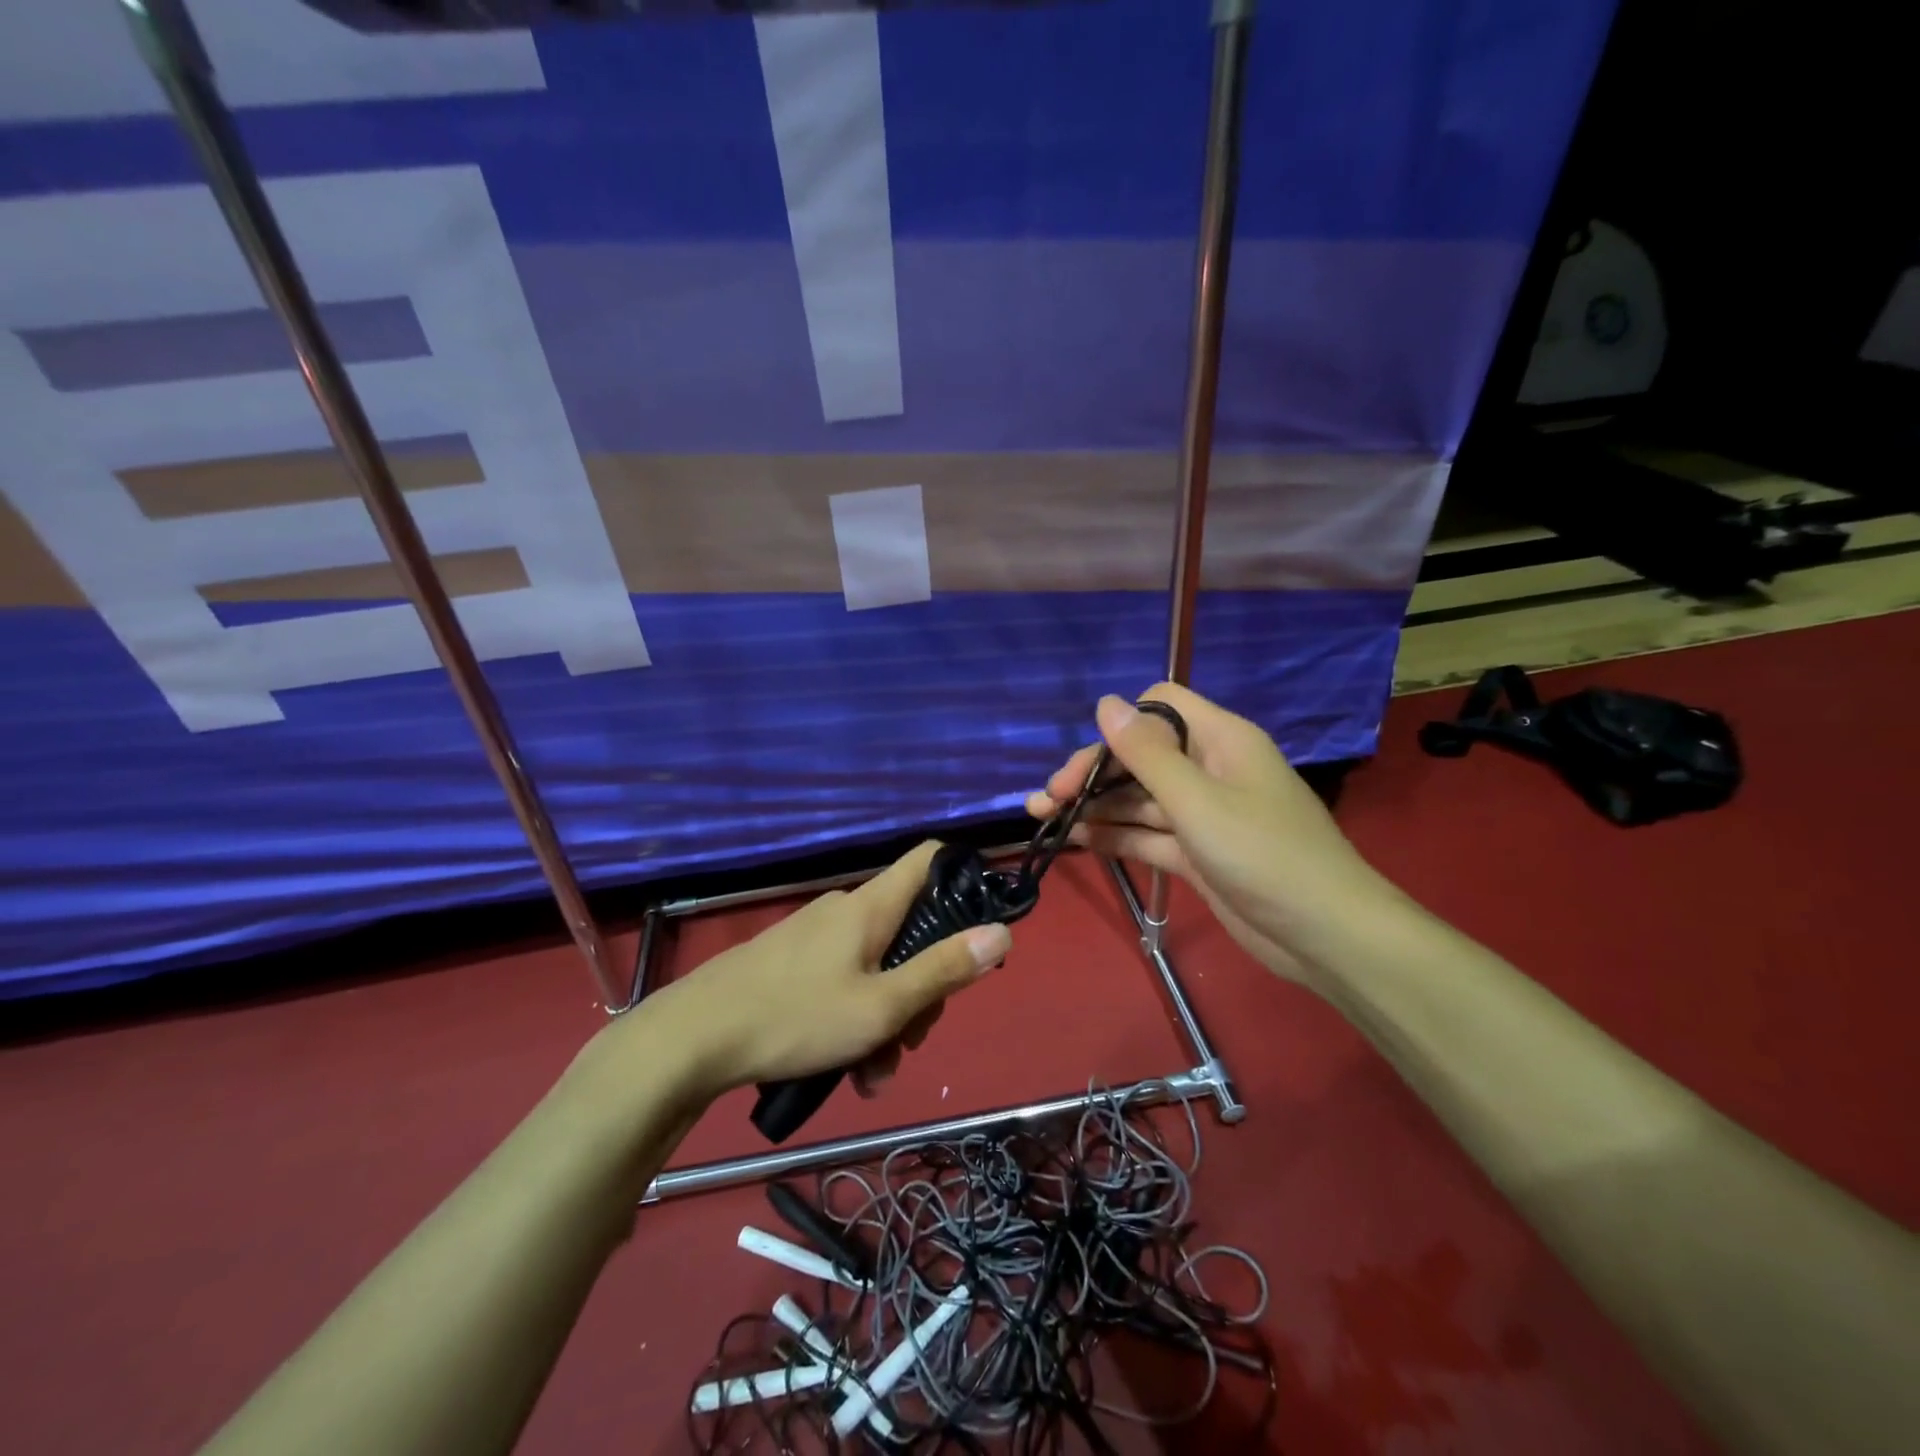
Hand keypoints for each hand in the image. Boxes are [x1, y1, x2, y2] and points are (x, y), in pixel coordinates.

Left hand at [657, 842, 1009, 1097]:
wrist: (692, 1040)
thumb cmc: (796, 1017)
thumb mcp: (882, 1006)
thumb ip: (944, 970)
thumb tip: (1002, 932)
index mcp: (871, 906)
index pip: (929, 858)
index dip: (962, 880)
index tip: (977, 929)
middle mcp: (845, 910)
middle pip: (909, 930)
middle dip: (922, 986)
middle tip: (911, 1041)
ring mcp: (815, 936)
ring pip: (876, 966)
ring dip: (887, 1017)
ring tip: (871, 1075)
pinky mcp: (792, 963)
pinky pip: (843, 980)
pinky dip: (855, 1017)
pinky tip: (845, 1070)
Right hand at [1025, 685, 1391, 986]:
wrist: (1324, 934)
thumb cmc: (1263, 854)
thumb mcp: (1198, 800)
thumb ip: (1146, 753)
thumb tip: (1105, 702)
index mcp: (1219, 740)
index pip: (1161, 707)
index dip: (1122, 724)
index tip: (1090, 759)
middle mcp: (1209, 769)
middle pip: (1141, 756)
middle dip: (1093, 773)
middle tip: (1049, 799)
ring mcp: (1202, 814)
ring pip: (1138, 799)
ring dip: (1094, 806)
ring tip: (1042, 817)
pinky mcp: (1197, 853)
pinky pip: (1147, 834)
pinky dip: (1114, 836)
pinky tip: (1075, 841)